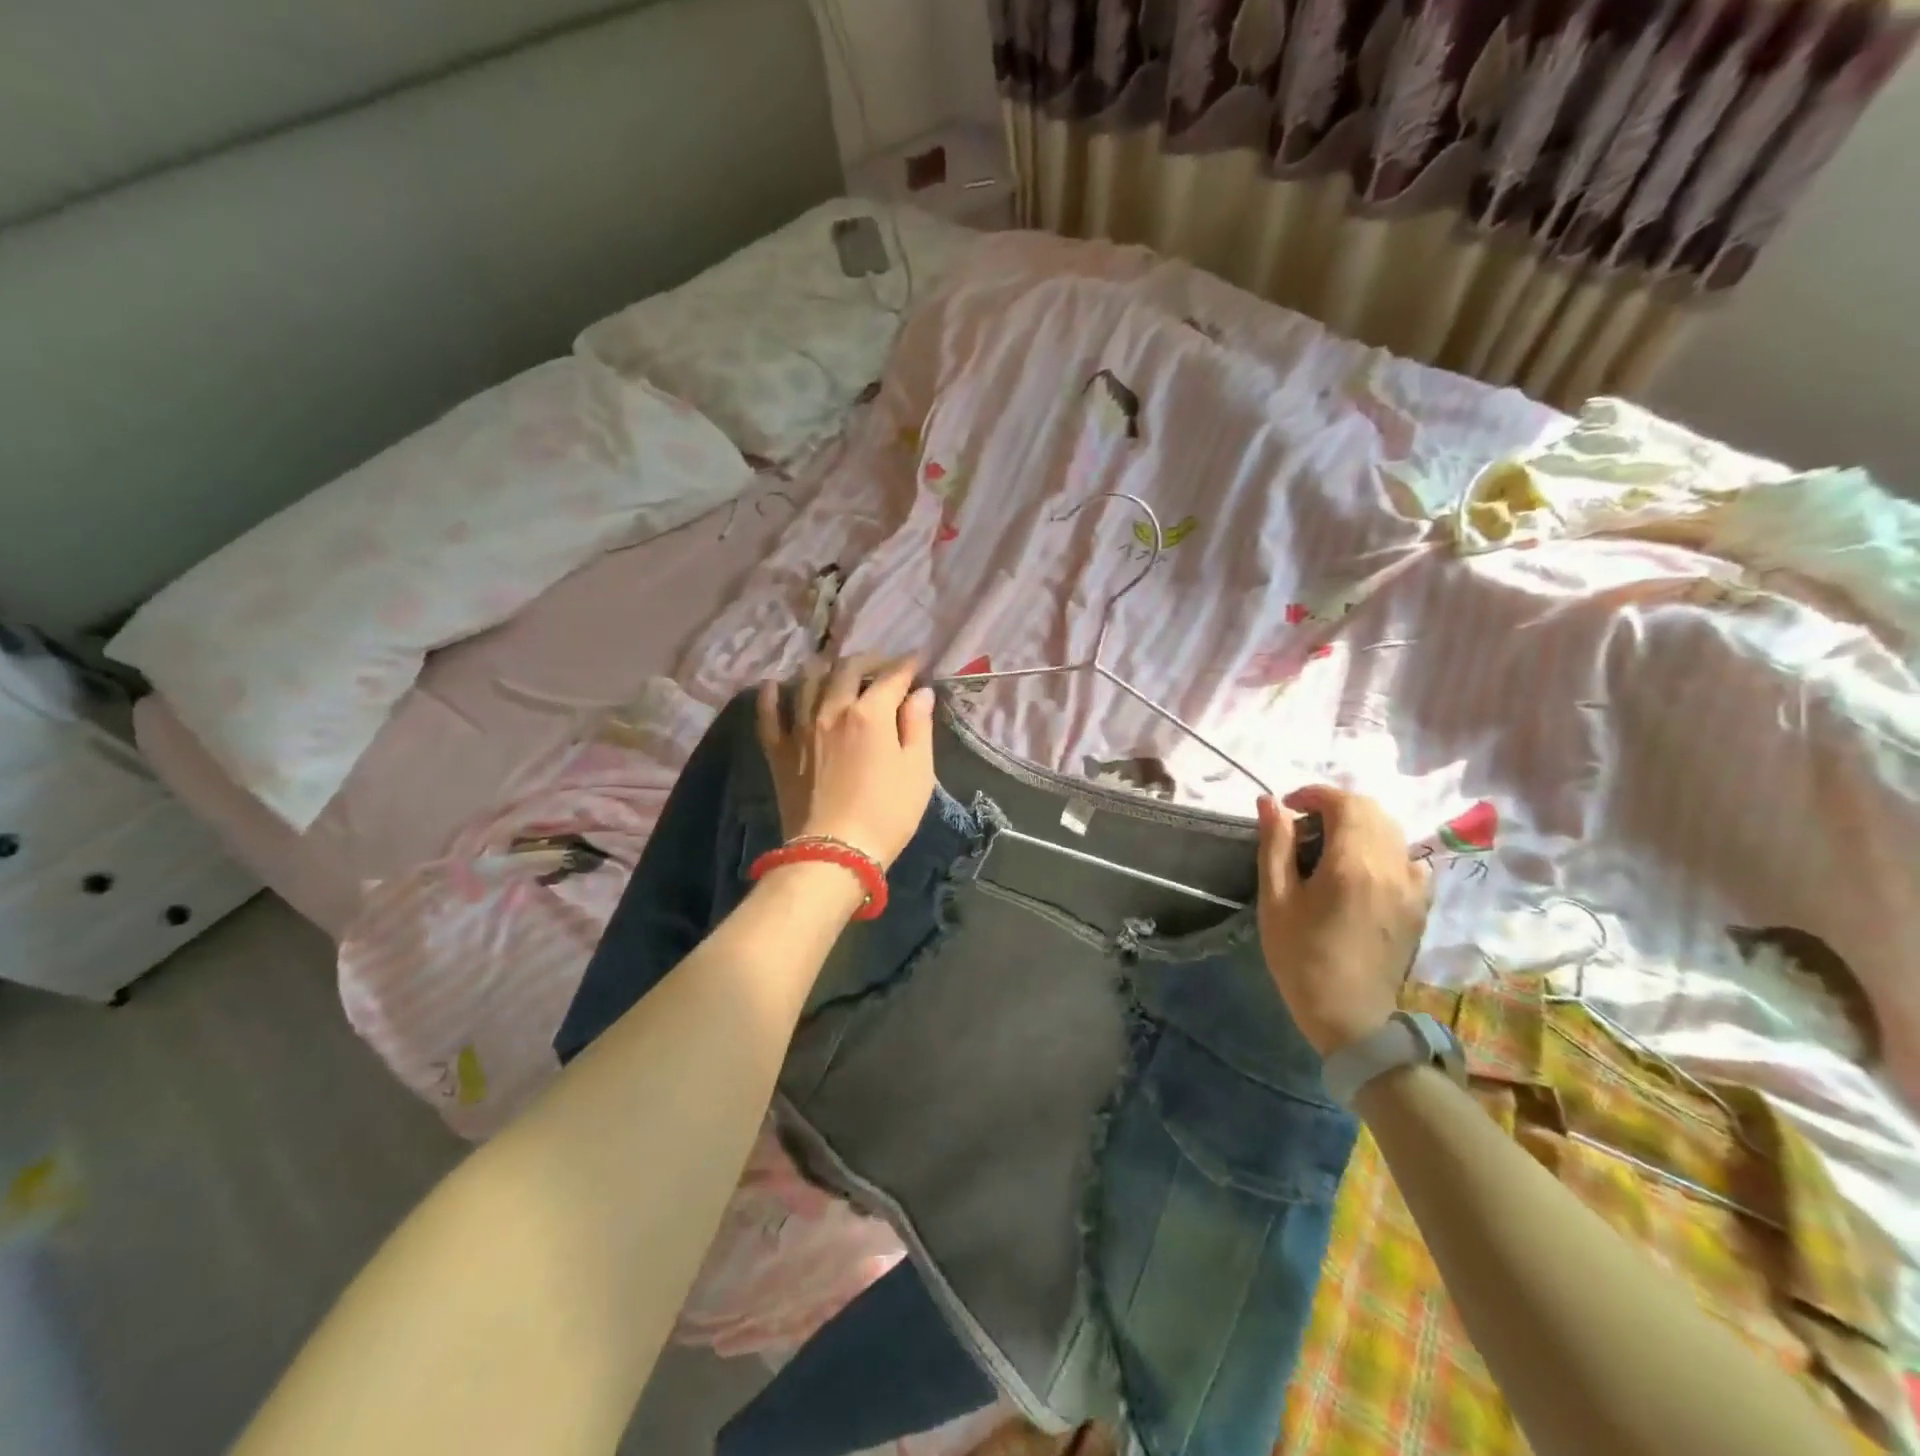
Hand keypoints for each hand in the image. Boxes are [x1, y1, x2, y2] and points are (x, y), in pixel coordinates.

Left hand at [756, 655, 935, 869]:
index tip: (919, 660)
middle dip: (869, 661)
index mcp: (870, 713)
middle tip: (882, 666)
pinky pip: (769, 714)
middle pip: (847, 669)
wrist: (834, 852)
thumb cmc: (887, 814)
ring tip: (836, 670)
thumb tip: (920, 693)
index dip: (908, 665)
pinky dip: (771, 696)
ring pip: (808, 681)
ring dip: (825, 668)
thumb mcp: (918, 771)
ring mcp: (800, 728)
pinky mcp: (779, 751)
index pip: (892, 676)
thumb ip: (918, 726)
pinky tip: (774, 685)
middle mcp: (831, 709)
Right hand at [1254, 785, 1430, 1057]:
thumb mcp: (1276, 899)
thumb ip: (1275, 844)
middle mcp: (1392, 866)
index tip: (1287, 807)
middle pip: (1371, 810)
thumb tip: (1270, 801)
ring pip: (1391, 830)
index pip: (1344, 803)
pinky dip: (1383, 849)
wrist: (1349, 1016)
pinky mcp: (1421, 904)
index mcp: (1353, 864)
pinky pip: (1409, 858)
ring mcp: (1414, 886)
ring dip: (1359, 824)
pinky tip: (1361, 870)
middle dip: (1335, 806)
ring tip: (1328, 845)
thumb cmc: (1300, 956)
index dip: (1314, 795)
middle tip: (1302, 825)